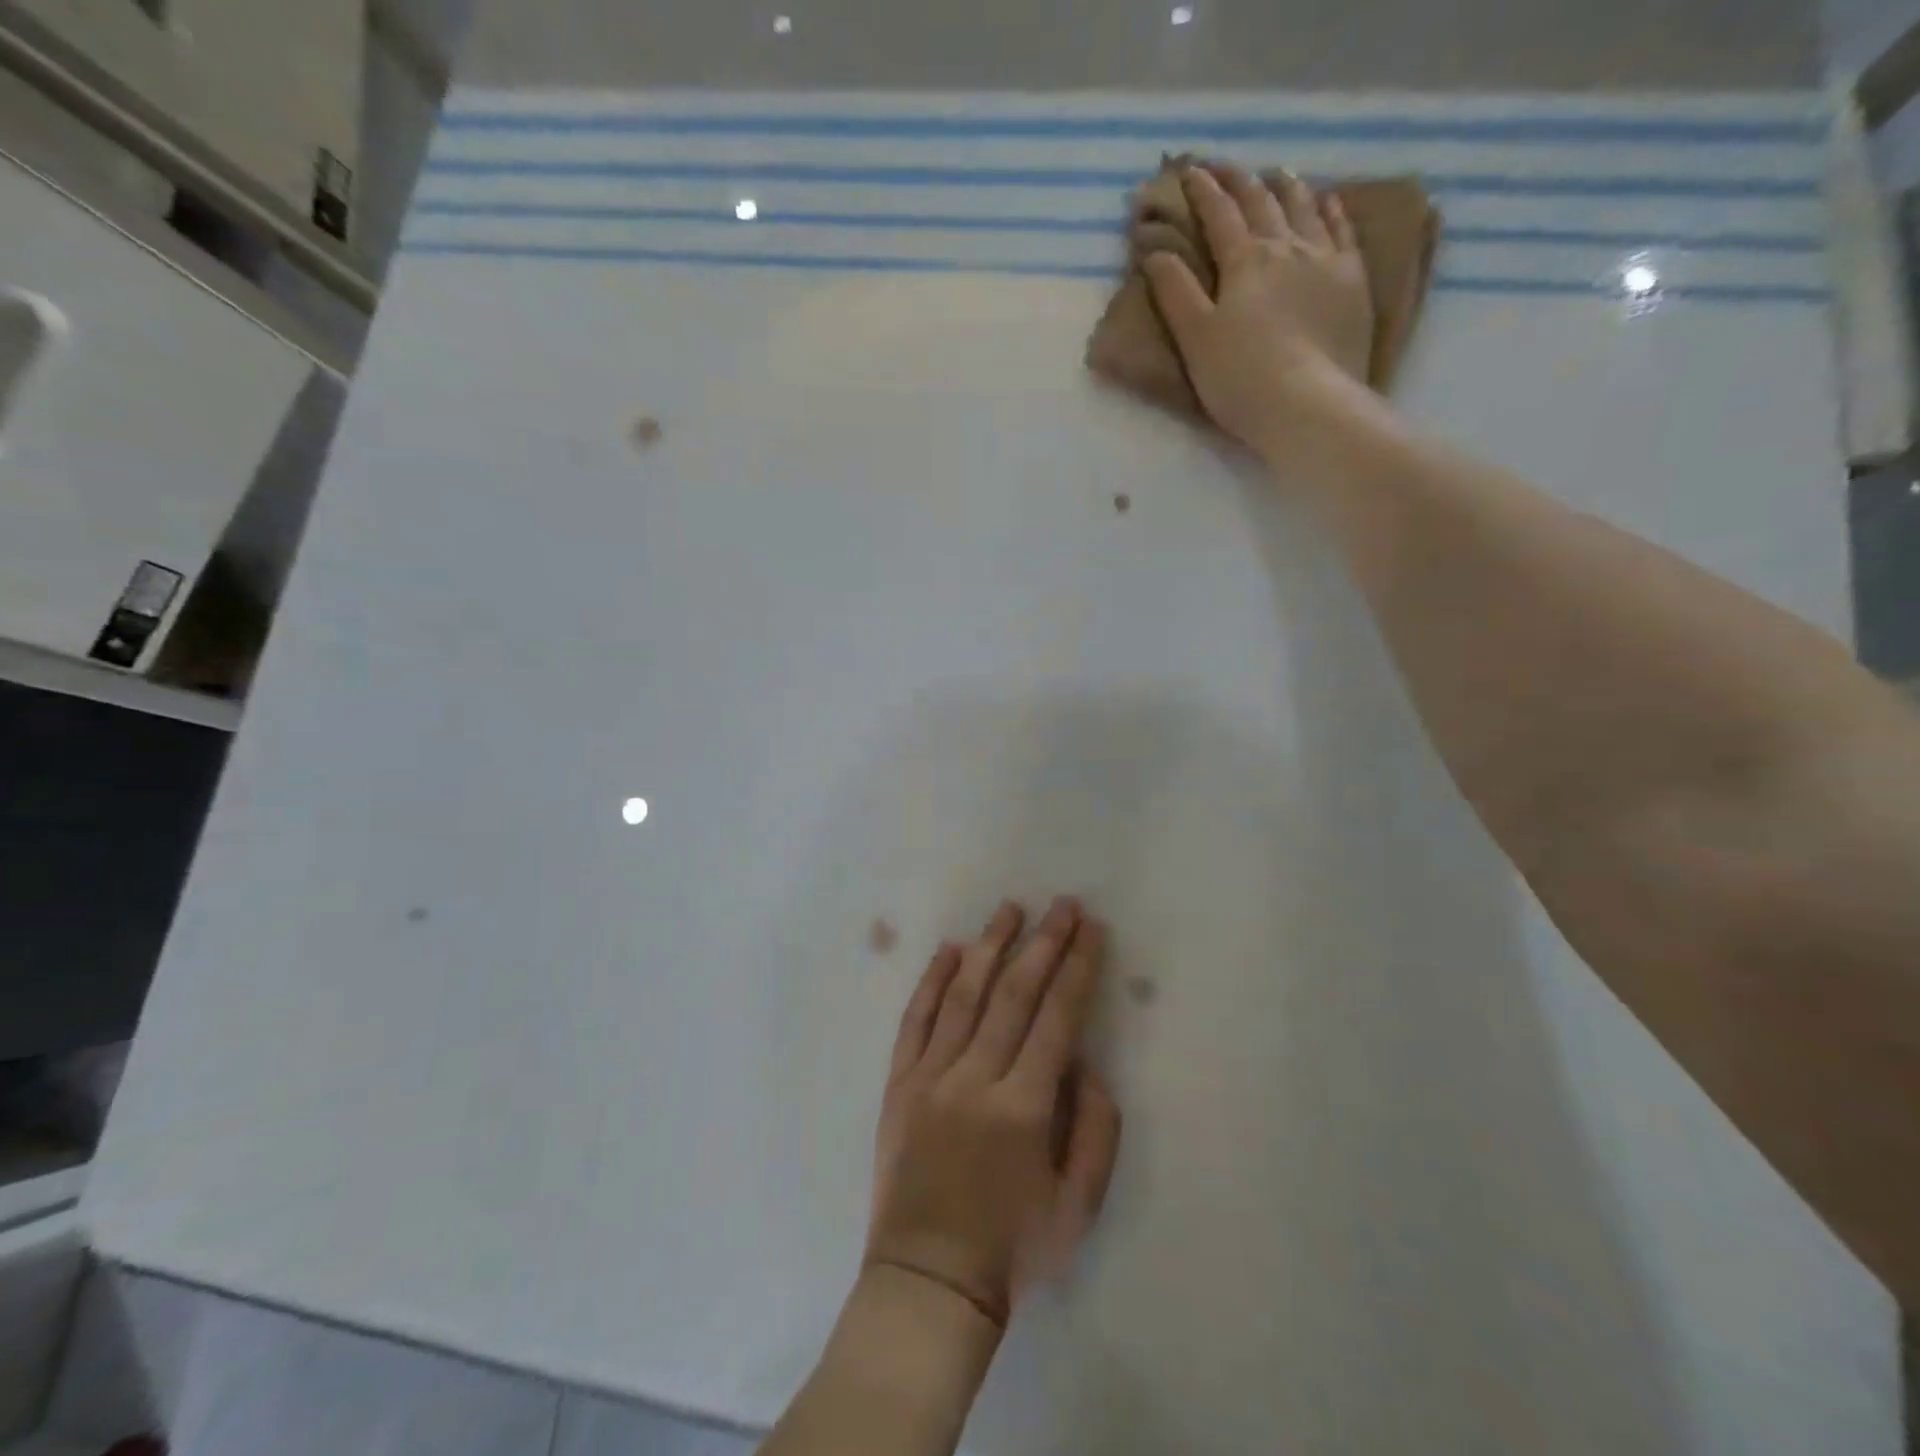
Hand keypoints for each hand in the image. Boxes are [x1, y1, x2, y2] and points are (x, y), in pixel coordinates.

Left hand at [866, 898, 1121, 1326]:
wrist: (927, 1283)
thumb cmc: (1011, 1249)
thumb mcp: (1078, 1206)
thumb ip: (1094, 1130)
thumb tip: (1086, 1064)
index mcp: (1023, 1106)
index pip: (1057, 1018)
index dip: (1077, 969)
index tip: (1091, 931)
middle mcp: (975, 1078)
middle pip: (1014, 993)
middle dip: (1043, 943)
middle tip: (1063, 905)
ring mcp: (930, 1075)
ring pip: (963, 994)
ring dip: (990, 946)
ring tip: (1010, 910)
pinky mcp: (898, 1083)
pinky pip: (915, 1020)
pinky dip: (932, 981)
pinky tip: (950, 950)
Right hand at [1144, 165, 1374, 464]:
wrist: (1309, 405)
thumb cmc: (1241, 378)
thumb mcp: (1195, 339)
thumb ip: (1175, 293)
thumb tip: (1156, 252)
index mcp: (1244, 260)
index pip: (1218, 213)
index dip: (1201, 190)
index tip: (1187, 171)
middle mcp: (1286, 246)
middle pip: (1261, 200)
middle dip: (1238, 179)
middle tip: (1223, 166)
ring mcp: (1326, 259)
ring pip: (1304, 207)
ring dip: (1285, 186)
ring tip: (1275, 174)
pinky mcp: (1353, 280)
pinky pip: (1342, 230)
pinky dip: (1330, 209)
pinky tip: (1326, 201)